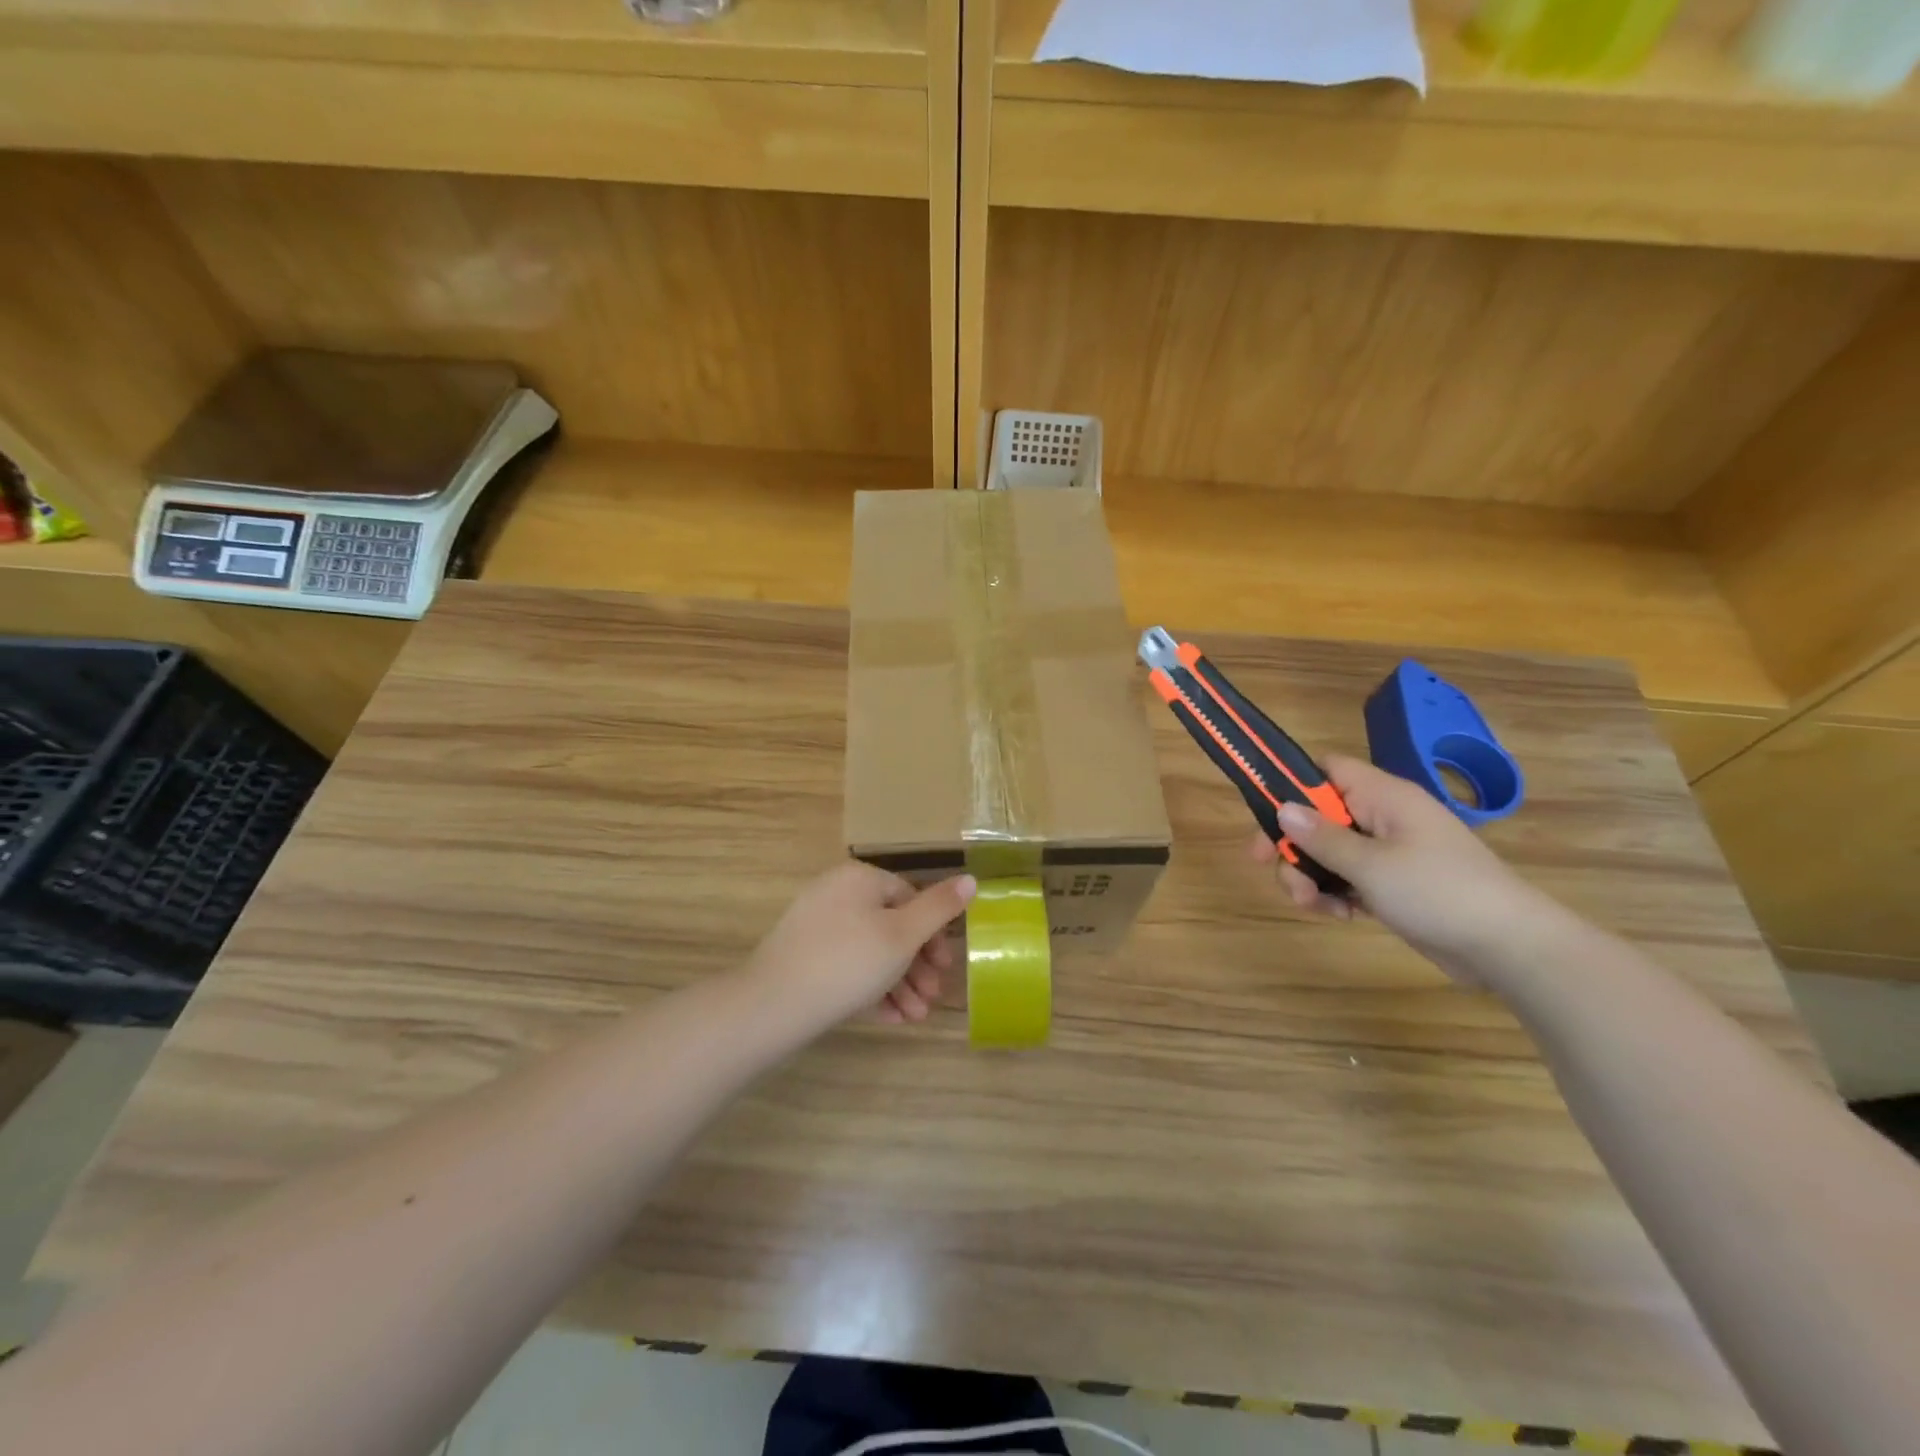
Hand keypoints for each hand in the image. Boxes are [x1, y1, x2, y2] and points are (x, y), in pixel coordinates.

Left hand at [743, 862, 976, 1033]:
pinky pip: (847, 965)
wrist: (772, 1005)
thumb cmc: (848, 963)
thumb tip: (971, 878)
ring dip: (899, 983)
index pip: (909, 896)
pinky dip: (870, 988)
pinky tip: (889, 1019)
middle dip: (917, 965)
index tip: (946, 967)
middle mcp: (837, 893)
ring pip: (870, 950)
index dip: (933, 932)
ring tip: (916, 1017)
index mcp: (860, 878)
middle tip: (933, 997)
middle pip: (891, 925)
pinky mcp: (803, 955)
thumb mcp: (903, 936)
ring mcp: (816, 925)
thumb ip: (939, 907)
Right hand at [1253, 755, 1560, 985]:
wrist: (1509, 947)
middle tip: (1273, 869)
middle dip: (1294, 844)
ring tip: (1312, 905)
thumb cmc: (1438, 892)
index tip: (1264, 815)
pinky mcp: (1394, 884)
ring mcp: (1390, 851)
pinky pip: (1349, 878)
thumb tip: (1281, 808)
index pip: (1326, 770)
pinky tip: (1339, 916)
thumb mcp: (1370, 865)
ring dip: (1310, 875)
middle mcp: (1384, 817)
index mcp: (1383, 797)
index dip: (1291, 784)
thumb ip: (1322, 837)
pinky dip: (1335, 894)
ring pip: (1330, 851)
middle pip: (1319, 815)